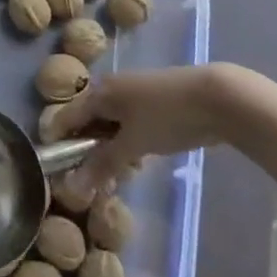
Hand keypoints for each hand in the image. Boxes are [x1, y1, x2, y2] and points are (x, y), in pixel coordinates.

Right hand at [56, 63, 251, 191]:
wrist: (215, 97)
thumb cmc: (166, 117)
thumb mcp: (132, 144)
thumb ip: (103, 164)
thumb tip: (71, 187)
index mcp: (98, 93)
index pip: (66, 118)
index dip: (60, 144)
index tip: (62, 174)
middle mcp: (109, 89)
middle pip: (87, 122)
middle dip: (89, 153)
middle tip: (99, 182)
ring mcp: (131, 94)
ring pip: (109, 126)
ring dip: (111, 151)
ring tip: (123, 176)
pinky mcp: (151, 102)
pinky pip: (127, 124)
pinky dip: (127, 143)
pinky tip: (140, 161)